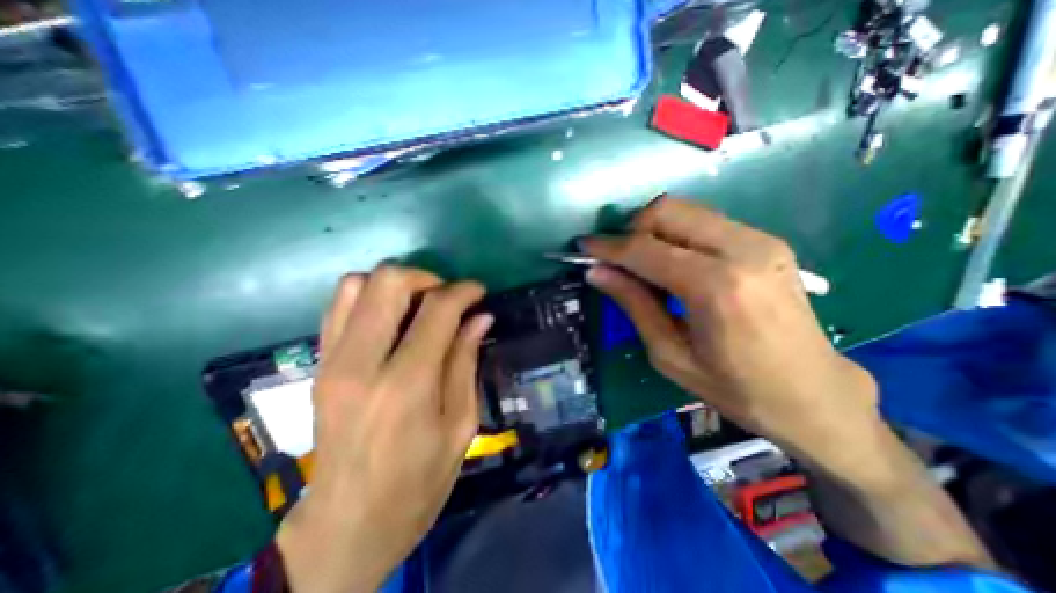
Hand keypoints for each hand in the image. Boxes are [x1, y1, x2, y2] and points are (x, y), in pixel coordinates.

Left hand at [279, 267, 494, 592]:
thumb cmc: (419, 480)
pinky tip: (392, 318)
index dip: (463, 291)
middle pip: (388, 282)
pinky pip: (338, 307)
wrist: (348, 524)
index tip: (479, 292)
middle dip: (426, 278)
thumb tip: (481, 318)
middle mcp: (361, 363)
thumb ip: (466, 362)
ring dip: (395, 284)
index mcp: (406, 384)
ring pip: (356, 285)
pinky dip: (369, 298)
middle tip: (447, 298)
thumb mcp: (460, 424)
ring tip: (419, 305)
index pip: (437, 310)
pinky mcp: (318, 365)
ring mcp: (332, 362)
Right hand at [581, 199, 878, 466]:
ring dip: (653, 230)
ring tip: (644, 264)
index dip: (607, 246)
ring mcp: (760, 240)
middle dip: (632, 230)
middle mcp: (742, 250)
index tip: (583, 247)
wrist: (814, 394)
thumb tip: (596, 272)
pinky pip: (705, 222)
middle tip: (619, 261)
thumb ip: (633, 303)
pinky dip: (677, 234)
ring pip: (686, 209)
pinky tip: (675, 264)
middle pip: (667, 210)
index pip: (645, 249)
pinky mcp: (767, 241)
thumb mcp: (669, 354)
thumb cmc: (735, 388)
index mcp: (716, 288)